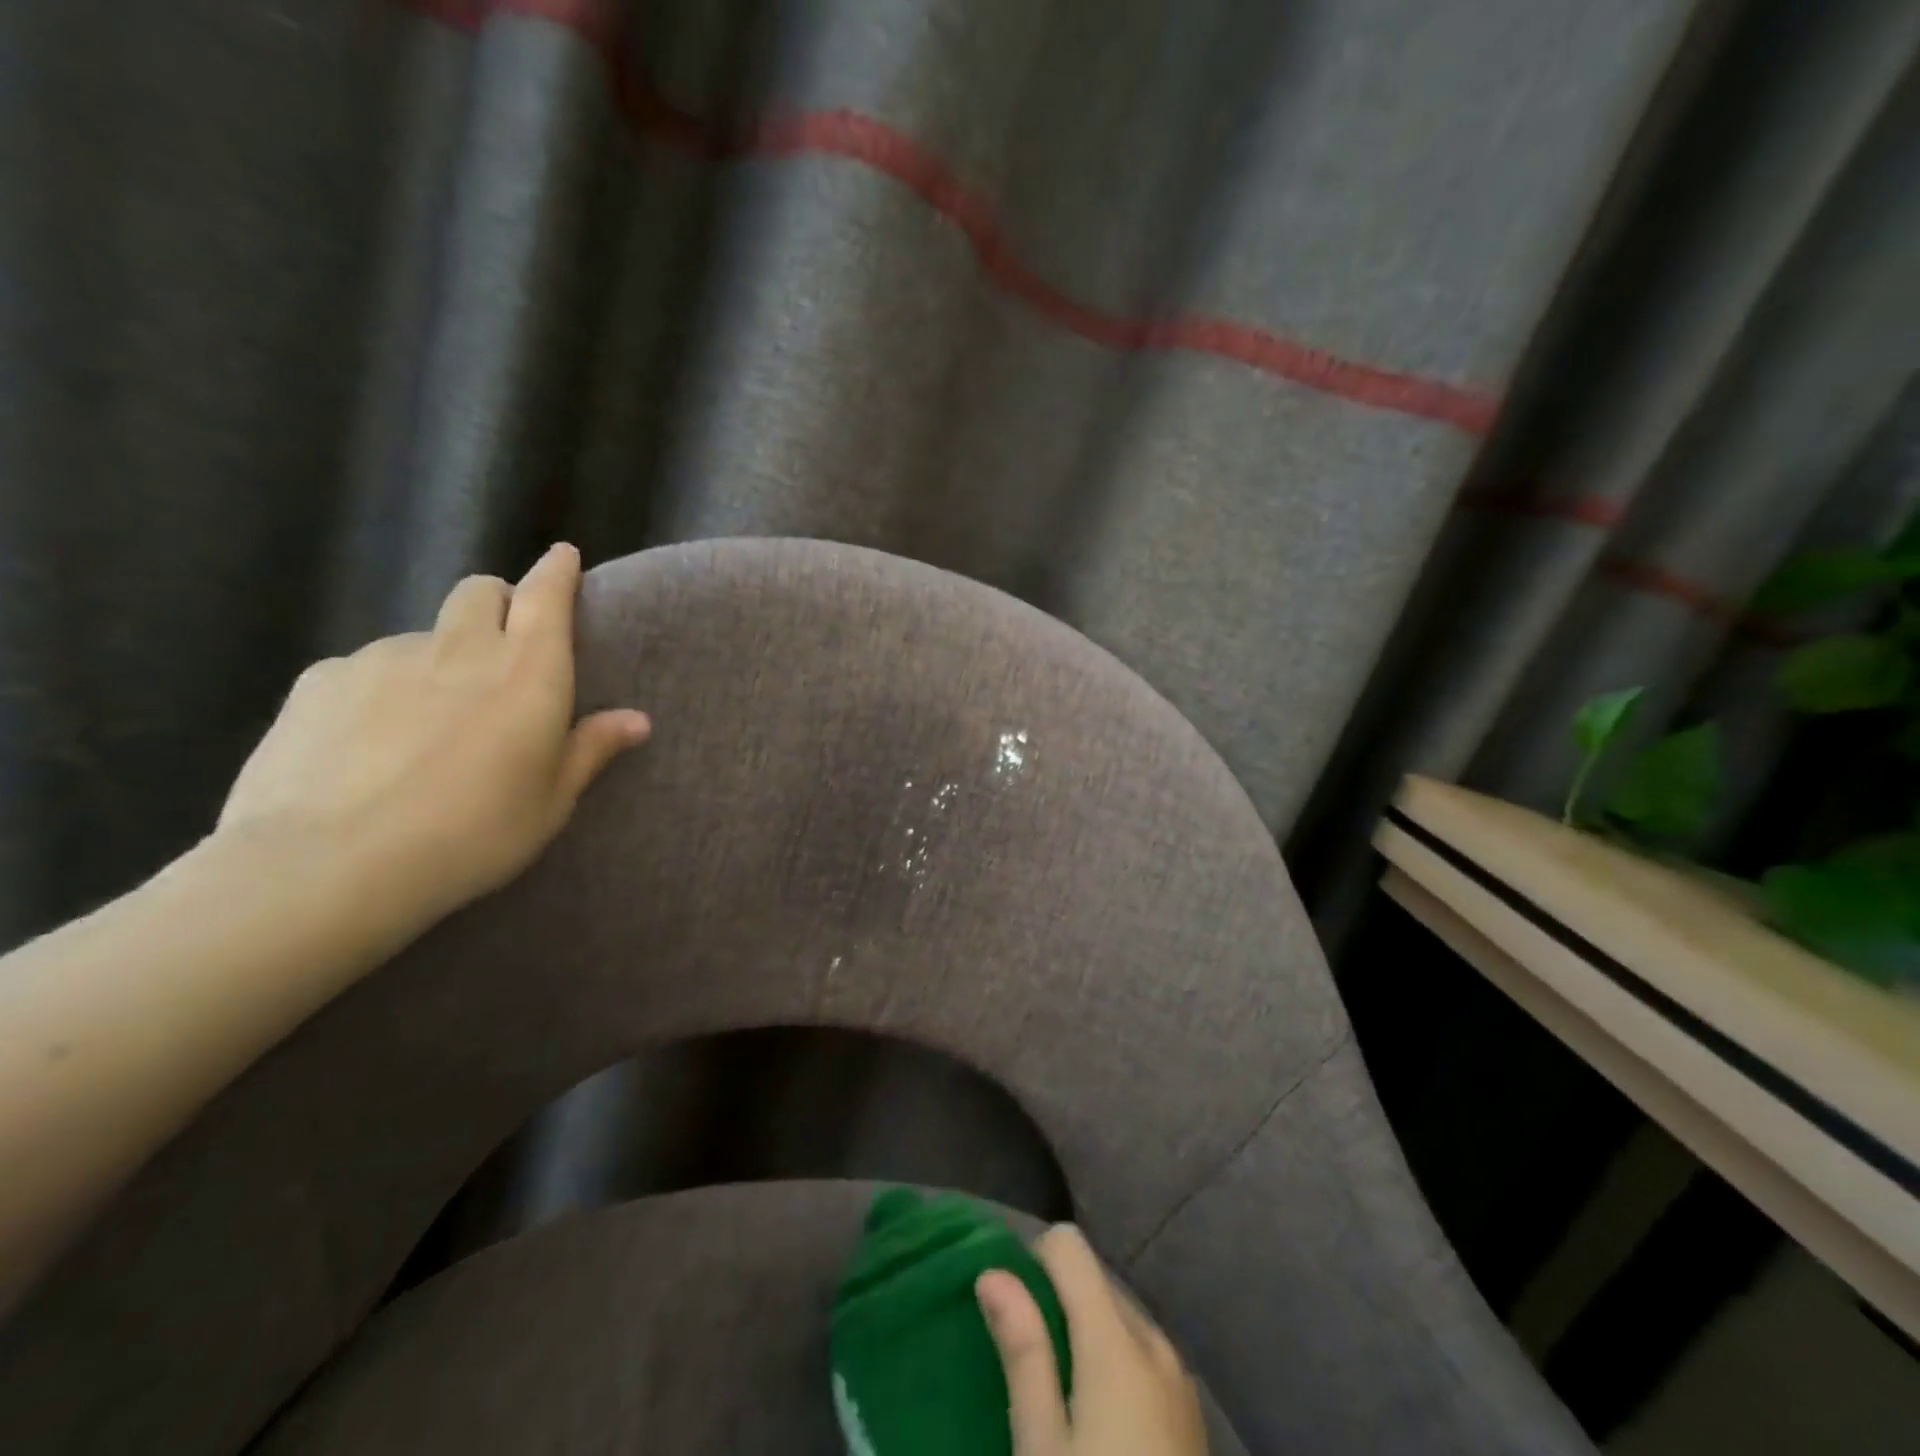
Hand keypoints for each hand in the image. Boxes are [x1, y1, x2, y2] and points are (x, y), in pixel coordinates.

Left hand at [216, 542, 648, 930]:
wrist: (329, 865)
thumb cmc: (473, 834)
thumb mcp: (551, 802)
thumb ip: (591, 749)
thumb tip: (637, 720)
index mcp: (528, 672)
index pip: (547, 595)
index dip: (557, 571)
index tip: (563, 557)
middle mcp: (460, 648)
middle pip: (481, 591)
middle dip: (499, 603)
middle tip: (502, 650)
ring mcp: (384, 657)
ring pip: (423, 634)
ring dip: (440, 657)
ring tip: (429, 721)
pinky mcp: (321, 679)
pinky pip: (365, 667)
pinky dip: (382, 689)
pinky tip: (370, 743)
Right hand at [976, 1226, 1207, 1455]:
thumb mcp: (1043, 1448)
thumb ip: (1023, 1351)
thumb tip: (992, 1271)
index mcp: (1117, 1338)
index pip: (1069, 1246)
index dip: (1033, 1262)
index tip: (1010, 1309)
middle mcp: (1153, 1338)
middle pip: (1094, 1278)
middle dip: (1056, 1301)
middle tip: (1027, 1364)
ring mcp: (1178, 1375)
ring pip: (1117, 1316)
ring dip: (1084, 1334)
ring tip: (1059, 1398)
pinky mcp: (1190, 1411)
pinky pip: (1141, 1352)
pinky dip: (1112, 1362)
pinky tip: (1099, 1423)